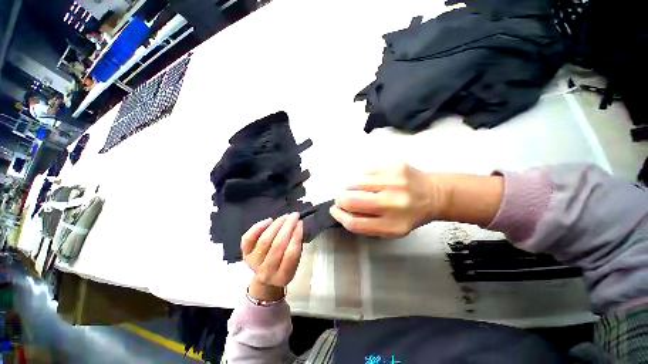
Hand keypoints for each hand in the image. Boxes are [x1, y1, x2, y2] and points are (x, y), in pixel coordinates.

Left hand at [241, 213, 303, 300]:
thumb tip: (297, 224)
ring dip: (276, 225)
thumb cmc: (284, 265)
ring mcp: (253, 263)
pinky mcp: (245, 254)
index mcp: (283, 276)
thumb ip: (297, 246)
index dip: (296, 236)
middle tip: (294, 215)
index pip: (291, 254)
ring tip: (285, 217)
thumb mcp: (295, 261)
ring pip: (265, 240)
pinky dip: (258, 227)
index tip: (300, 223)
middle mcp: (266, 272)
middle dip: (288, 227)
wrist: (265, 277)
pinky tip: (269, 220)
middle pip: (277, 245)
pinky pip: (248, 239)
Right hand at [330, 163, 441, 237]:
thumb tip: (342, 210)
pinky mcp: (394, 165)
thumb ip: (366, 224)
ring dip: (350, 187)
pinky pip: (365, 171)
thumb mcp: (390, 230)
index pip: (355, 223)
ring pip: (355, 182)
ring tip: (358, 189)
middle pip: (351, 200)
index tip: (335, 210)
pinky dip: (363, 178)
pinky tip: (372, 181)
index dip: (340, 216)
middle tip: (342, 198)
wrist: (434, 194)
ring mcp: (394, 181)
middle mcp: (394, 203)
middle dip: (340, 199)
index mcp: (393, 225)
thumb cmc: (409, 215)